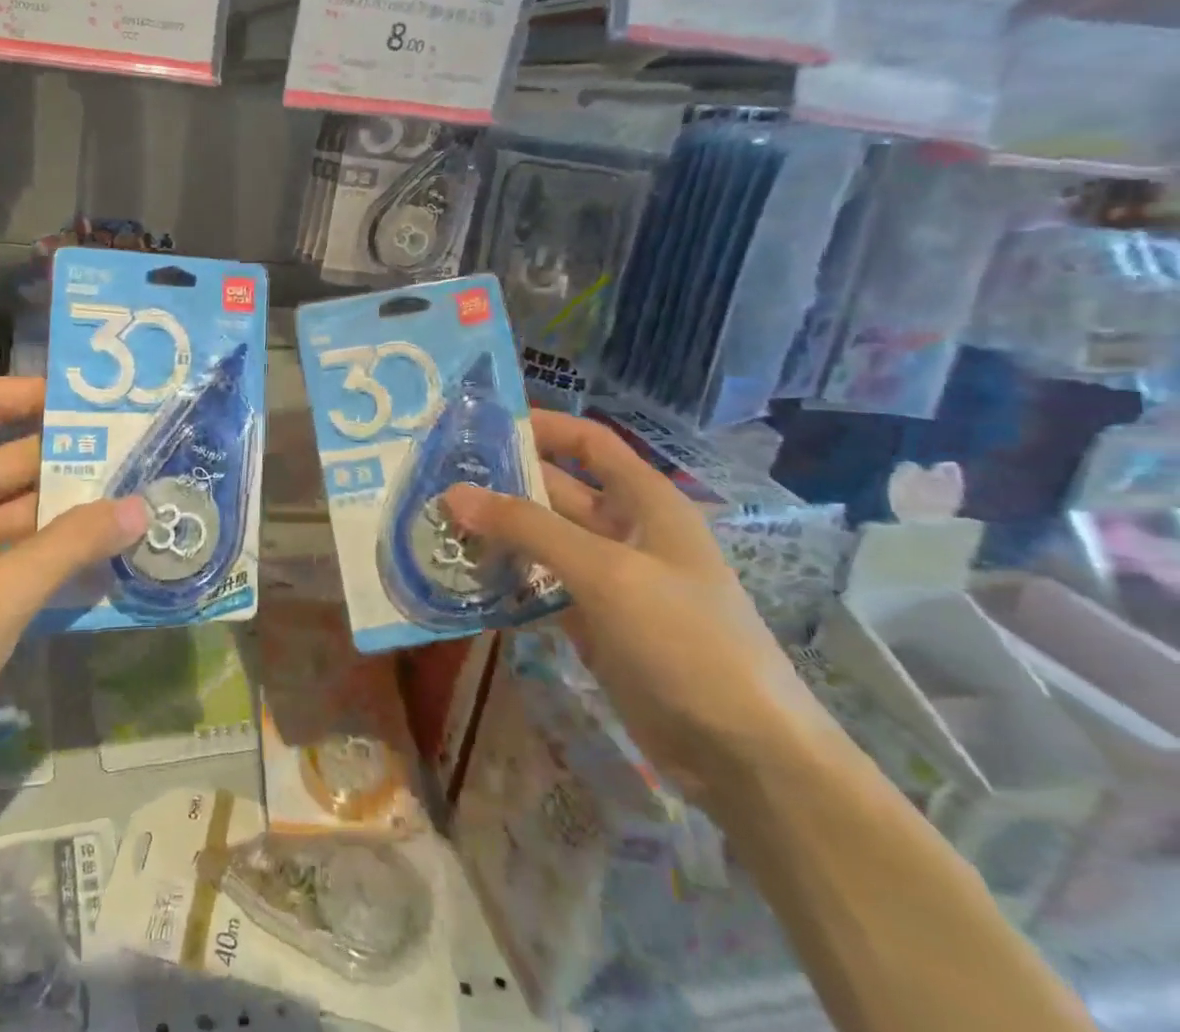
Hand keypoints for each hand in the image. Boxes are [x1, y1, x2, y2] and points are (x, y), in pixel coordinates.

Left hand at [0, 377, 147, 782]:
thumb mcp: (3, 595)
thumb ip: (72, 545)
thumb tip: (140, 506)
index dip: (34, 392)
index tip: (93, 407)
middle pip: (10, 457)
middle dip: (71, 459)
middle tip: (138, 464)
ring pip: (12, 507)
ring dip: (63, 511)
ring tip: (130, 512)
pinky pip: (4, 548)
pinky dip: (43, 551)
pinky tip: (91, 568)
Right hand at [445, 411, 837, 805]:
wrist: (744, 755)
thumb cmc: (685, 640)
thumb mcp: (606, 572)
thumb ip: (528, 528)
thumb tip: (454, 493)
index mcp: (645, 502)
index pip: (589, 443)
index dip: (542, 426)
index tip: (480, 425)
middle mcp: (626, 531)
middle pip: (556, 490)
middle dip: (502, 482)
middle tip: (437, 479)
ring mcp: (609, 581)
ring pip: (543, 540)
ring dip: (497, 533)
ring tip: (437, 524)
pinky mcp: (594, 623)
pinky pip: (541, 586)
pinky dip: (507, 579)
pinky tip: (462, 577)